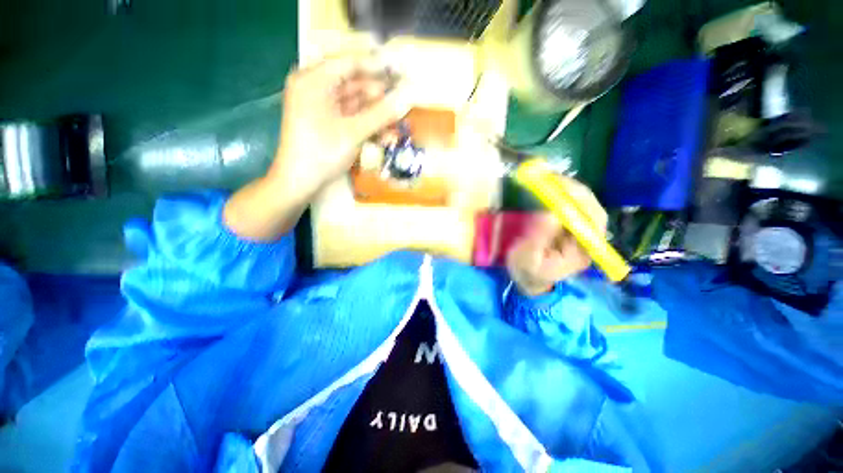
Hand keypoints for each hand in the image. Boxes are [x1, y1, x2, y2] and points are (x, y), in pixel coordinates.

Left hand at [225, 52, 410, 240]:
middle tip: (403, 102)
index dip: (377, 68)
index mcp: (314, 80)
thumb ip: (381, 114)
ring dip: (376, 114)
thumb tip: (407, 98)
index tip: (401, 74)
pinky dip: (367, 125)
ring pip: (355, 104)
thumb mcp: (353, 133)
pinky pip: (350, 118)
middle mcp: (316, 88)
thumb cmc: (322, 153)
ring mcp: (321, 107)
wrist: (299, 183)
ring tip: (397, 123)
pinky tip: (384, 134)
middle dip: (379, 97)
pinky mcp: (327, 123)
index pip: (350, 64)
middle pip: (354, 85)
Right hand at [506, 177, 606, 295]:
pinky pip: (570, 207)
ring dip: (568, 190)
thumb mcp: (528, 259)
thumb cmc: (527, 272)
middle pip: (590, 209)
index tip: (561, 188)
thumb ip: (539, 238)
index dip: (581, 201)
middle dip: (574, 191)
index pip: (592, 221)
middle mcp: (587, 240)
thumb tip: (551, 212)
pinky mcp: (568, 227)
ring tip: (550, 179)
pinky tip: (551, 187)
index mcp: (583, 251)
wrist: (528, 280)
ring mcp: (578, 233)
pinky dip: (562, 195)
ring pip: (582, 206)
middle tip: (552, 178)